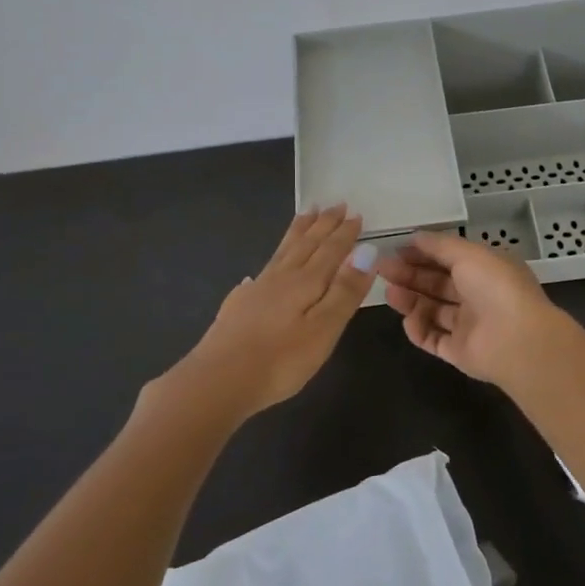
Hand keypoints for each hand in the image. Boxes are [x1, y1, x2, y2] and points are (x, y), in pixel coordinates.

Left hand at [175, 205, 378, 417]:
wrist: (218, 381)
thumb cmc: (280, 360)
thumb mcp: (324, 328)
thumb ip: (345, 291)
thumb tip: (366, 251)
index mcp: (306, 282)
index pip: (331, 250)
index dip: (344, 233)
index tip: (355, 214)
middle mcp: (281, 278)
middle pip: (306, 244)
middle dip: (322, 225)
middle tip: (334, 204)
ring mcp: (256, 291)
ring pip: (282, 252)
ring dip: (297, 233)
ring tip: (305, 215)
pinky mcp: (238, 307)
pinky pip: (260, 274)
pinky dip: (268, 265)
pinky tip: (260, 273)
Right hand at [377, 230, 572, 387]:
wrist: (517, 340)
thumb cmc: (495, 287)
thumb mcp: (468, 254)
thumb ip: (440, 245)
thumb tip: (415, 236)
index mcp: (485, 269)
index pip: (449, 259)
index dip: (422, 254)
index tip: (395, 250)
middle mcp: (478, 296)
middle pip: (437, 284)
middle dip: (410, 275)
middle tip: (382, 270)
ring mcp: (469, 325)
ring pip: (433, 310)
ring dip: (411, 300)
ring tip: (389, 293)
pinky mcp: (460, 352)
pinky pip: (434, 339)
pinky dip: (419, 330)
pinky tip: (407, 320)